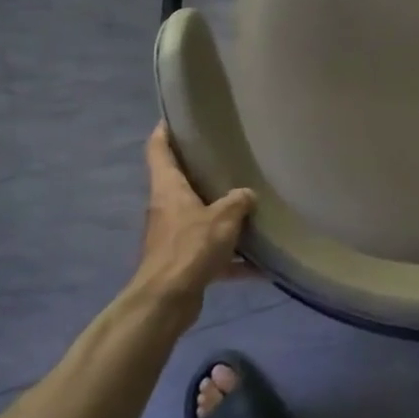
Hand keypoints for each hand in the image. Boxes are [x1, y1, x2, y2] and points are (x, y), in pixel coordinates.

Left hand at [134, 124, 256, 310]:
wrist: (167, 302)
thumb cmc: (190, 248)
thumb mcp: (223, 218)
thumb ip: (238, 201)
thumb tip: (247, 195)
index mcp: (168, 188)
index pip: (159, 149)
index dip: (165, 130)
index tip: (178, 116)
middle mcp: (166, 208)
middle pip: (181, 182)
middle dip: (202, 172)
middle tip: (229, 157)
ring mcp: (173, 237)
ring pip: (199, 217)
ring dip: (221, 216)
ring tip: (249, 207)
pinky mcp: (182, 263)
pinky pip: (212, 253)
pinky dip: (232, 257)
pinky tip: (260, 264)